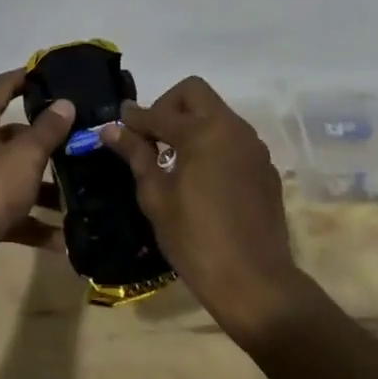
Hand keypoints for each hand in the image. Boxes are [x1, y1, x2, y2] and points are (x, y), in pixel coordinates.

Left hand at [0, 69, 73, 291]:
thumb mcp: (25, 154)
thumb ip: (48, 130)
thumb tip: (65, 103)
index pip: (2, 87)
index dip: (25, 78)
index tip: (52, 74)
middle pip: (14, 136)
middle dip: (46, 141)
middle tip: (81, 139)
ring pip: (17, 176)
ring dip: (46, 188)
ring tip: (82, 191)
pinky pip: (15, 214)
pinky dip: (37, 224)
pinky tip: (66, 239)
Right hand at [101, 76, 303, 343]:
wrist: (256, 284)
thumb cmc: (197, 241)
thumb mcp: (157, 198)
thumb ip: (136, 155)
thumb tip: (111, 129)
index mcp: (203, 131)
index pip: (160, 112)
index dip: (135, 117)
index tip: (118, 124)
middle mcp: (232, 128)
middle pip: (195, 93)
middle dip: (168, 106)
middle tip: (152, 137)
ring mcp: (254, 147)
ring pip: (217, 113)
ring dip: (193, 123)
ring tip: (174, 157)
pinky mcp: (266, 168)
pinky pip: (234, 139)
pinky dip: (213, 144)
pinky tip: (203, 177)